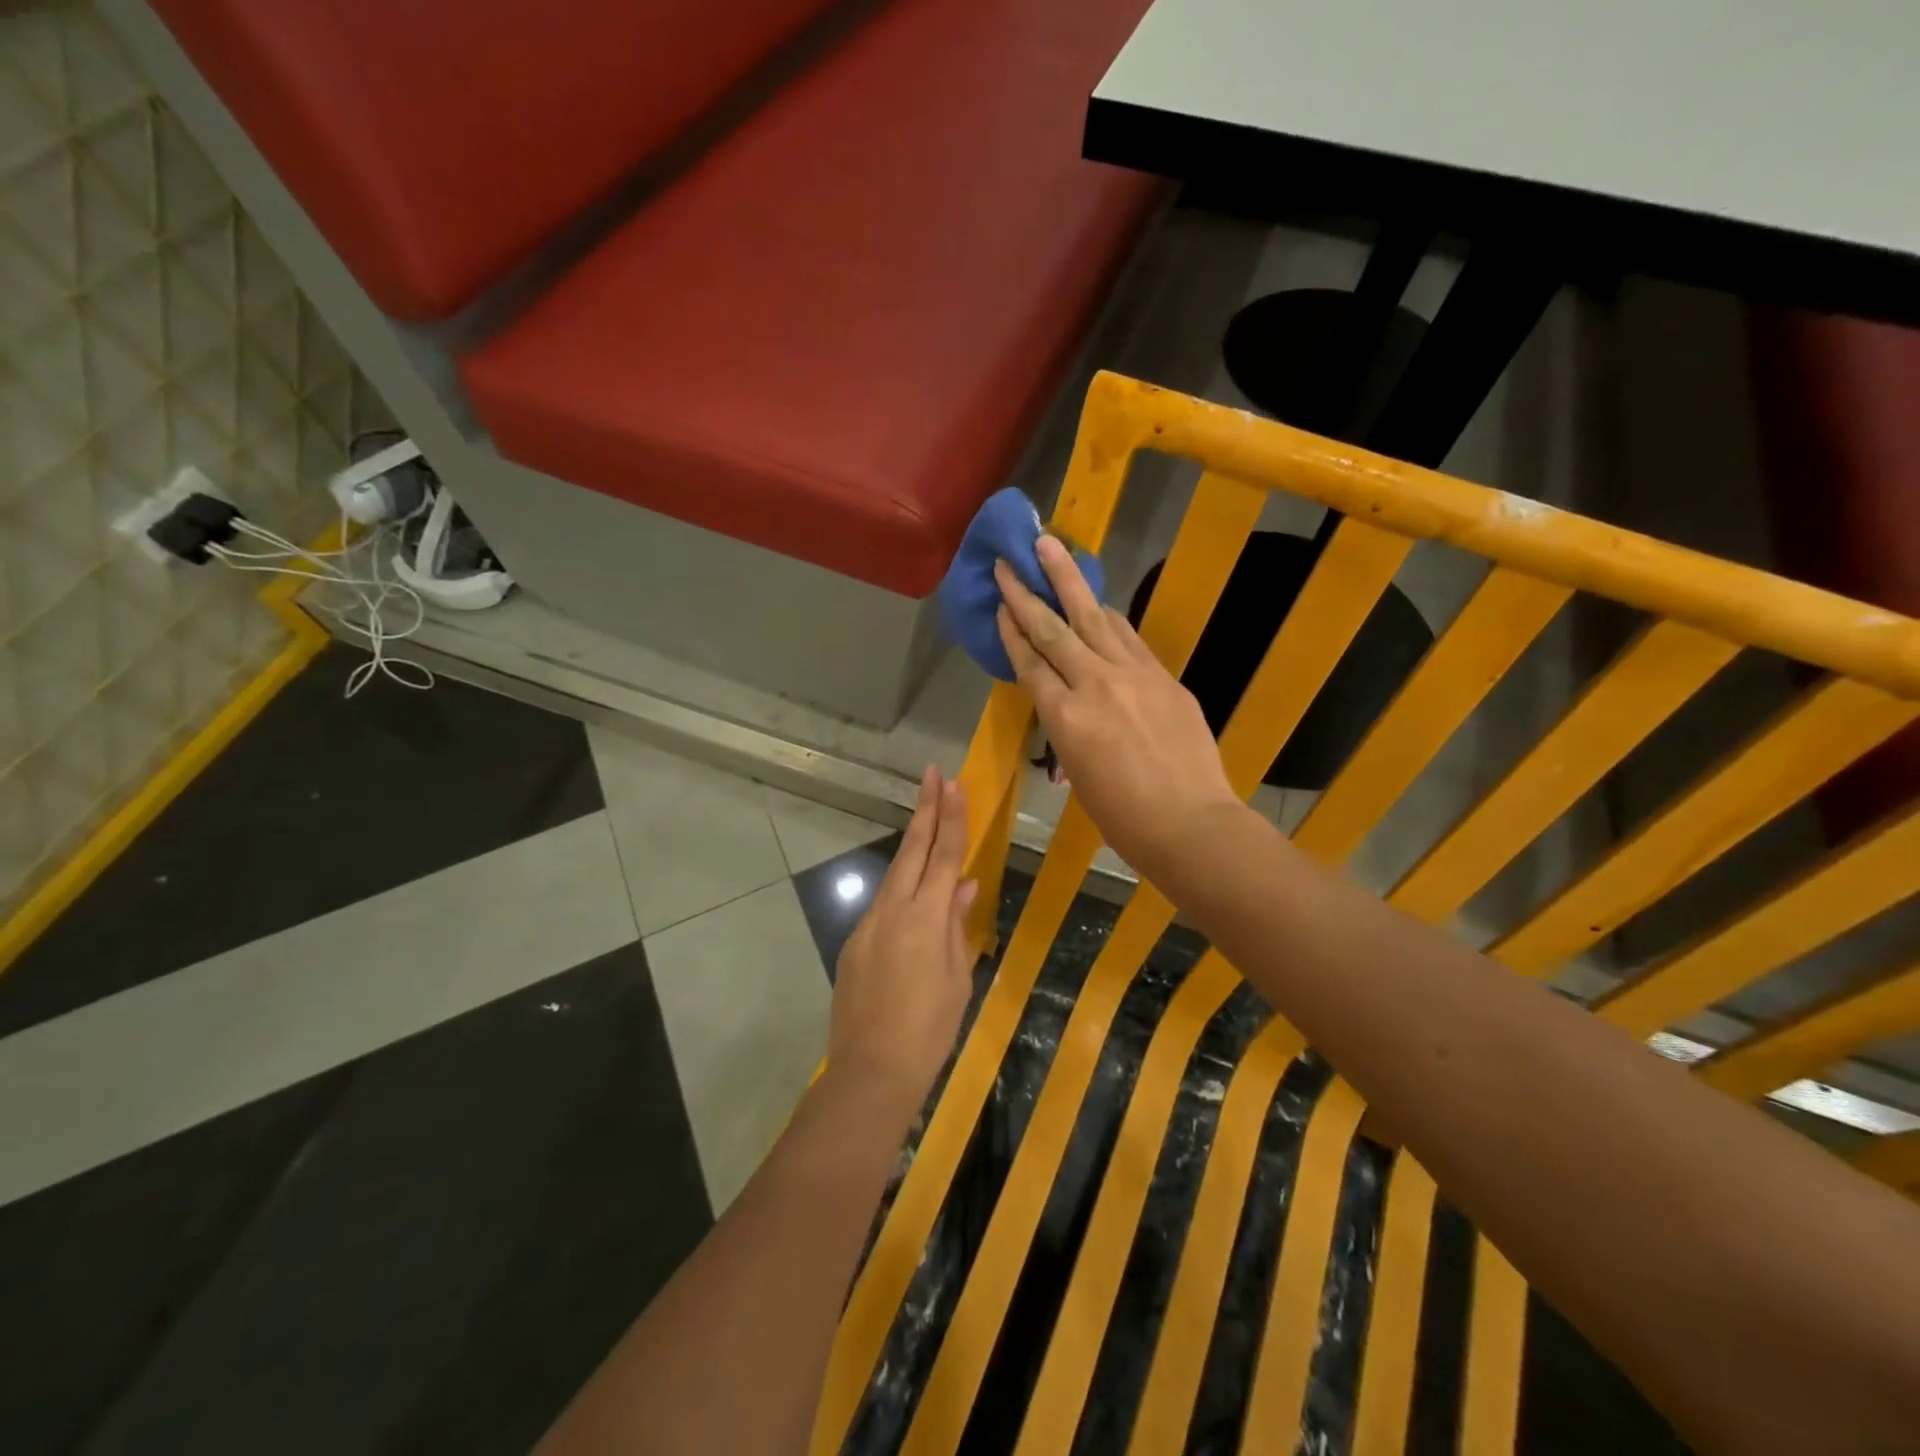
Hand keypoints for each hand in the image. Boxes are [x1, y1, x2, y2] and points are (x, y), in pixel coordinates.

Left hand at [830, 768, 977, 1111]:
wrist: (871, 1070)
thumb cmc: (930, 1028)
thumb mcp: (957, 976)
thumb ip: (957, 925)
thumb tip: (963, 886)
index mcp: (926, 916)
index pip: (944, 855)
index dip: (951, 817)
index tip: (953, 783)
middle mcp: (893, 909)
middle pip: (912, 849)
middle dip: (925, 809)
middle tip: (933, 774)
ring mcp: (869, 924)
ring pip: (894, 874)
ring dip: (912, 845)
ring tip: (927, 821)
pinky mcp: (854, 943)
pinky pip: (883, 906)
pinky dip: (901, 890)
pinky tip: (913, 898)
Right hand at [995, 536, 1241, 880]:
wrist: (1191, 823)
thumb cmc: (1124, 818)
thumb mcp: (1079, 776)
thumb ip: (1068, 734)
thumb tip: (1069, 715)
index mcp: (1065, 718)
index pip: (1030, 663)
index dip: (1012, 631)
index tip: (1000, 603)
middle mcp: (1094, 685)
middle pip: (1053, 630)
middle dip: (1028, 592)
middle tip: (1010, 560)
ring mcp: (1133, 675)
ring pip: (1093, 618)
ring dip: (1069, 581)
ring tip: (1052, 549)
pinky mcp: (1164, 677)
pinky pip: (1127, 637)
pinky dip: (1107, 616)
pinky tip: (1097, 602)